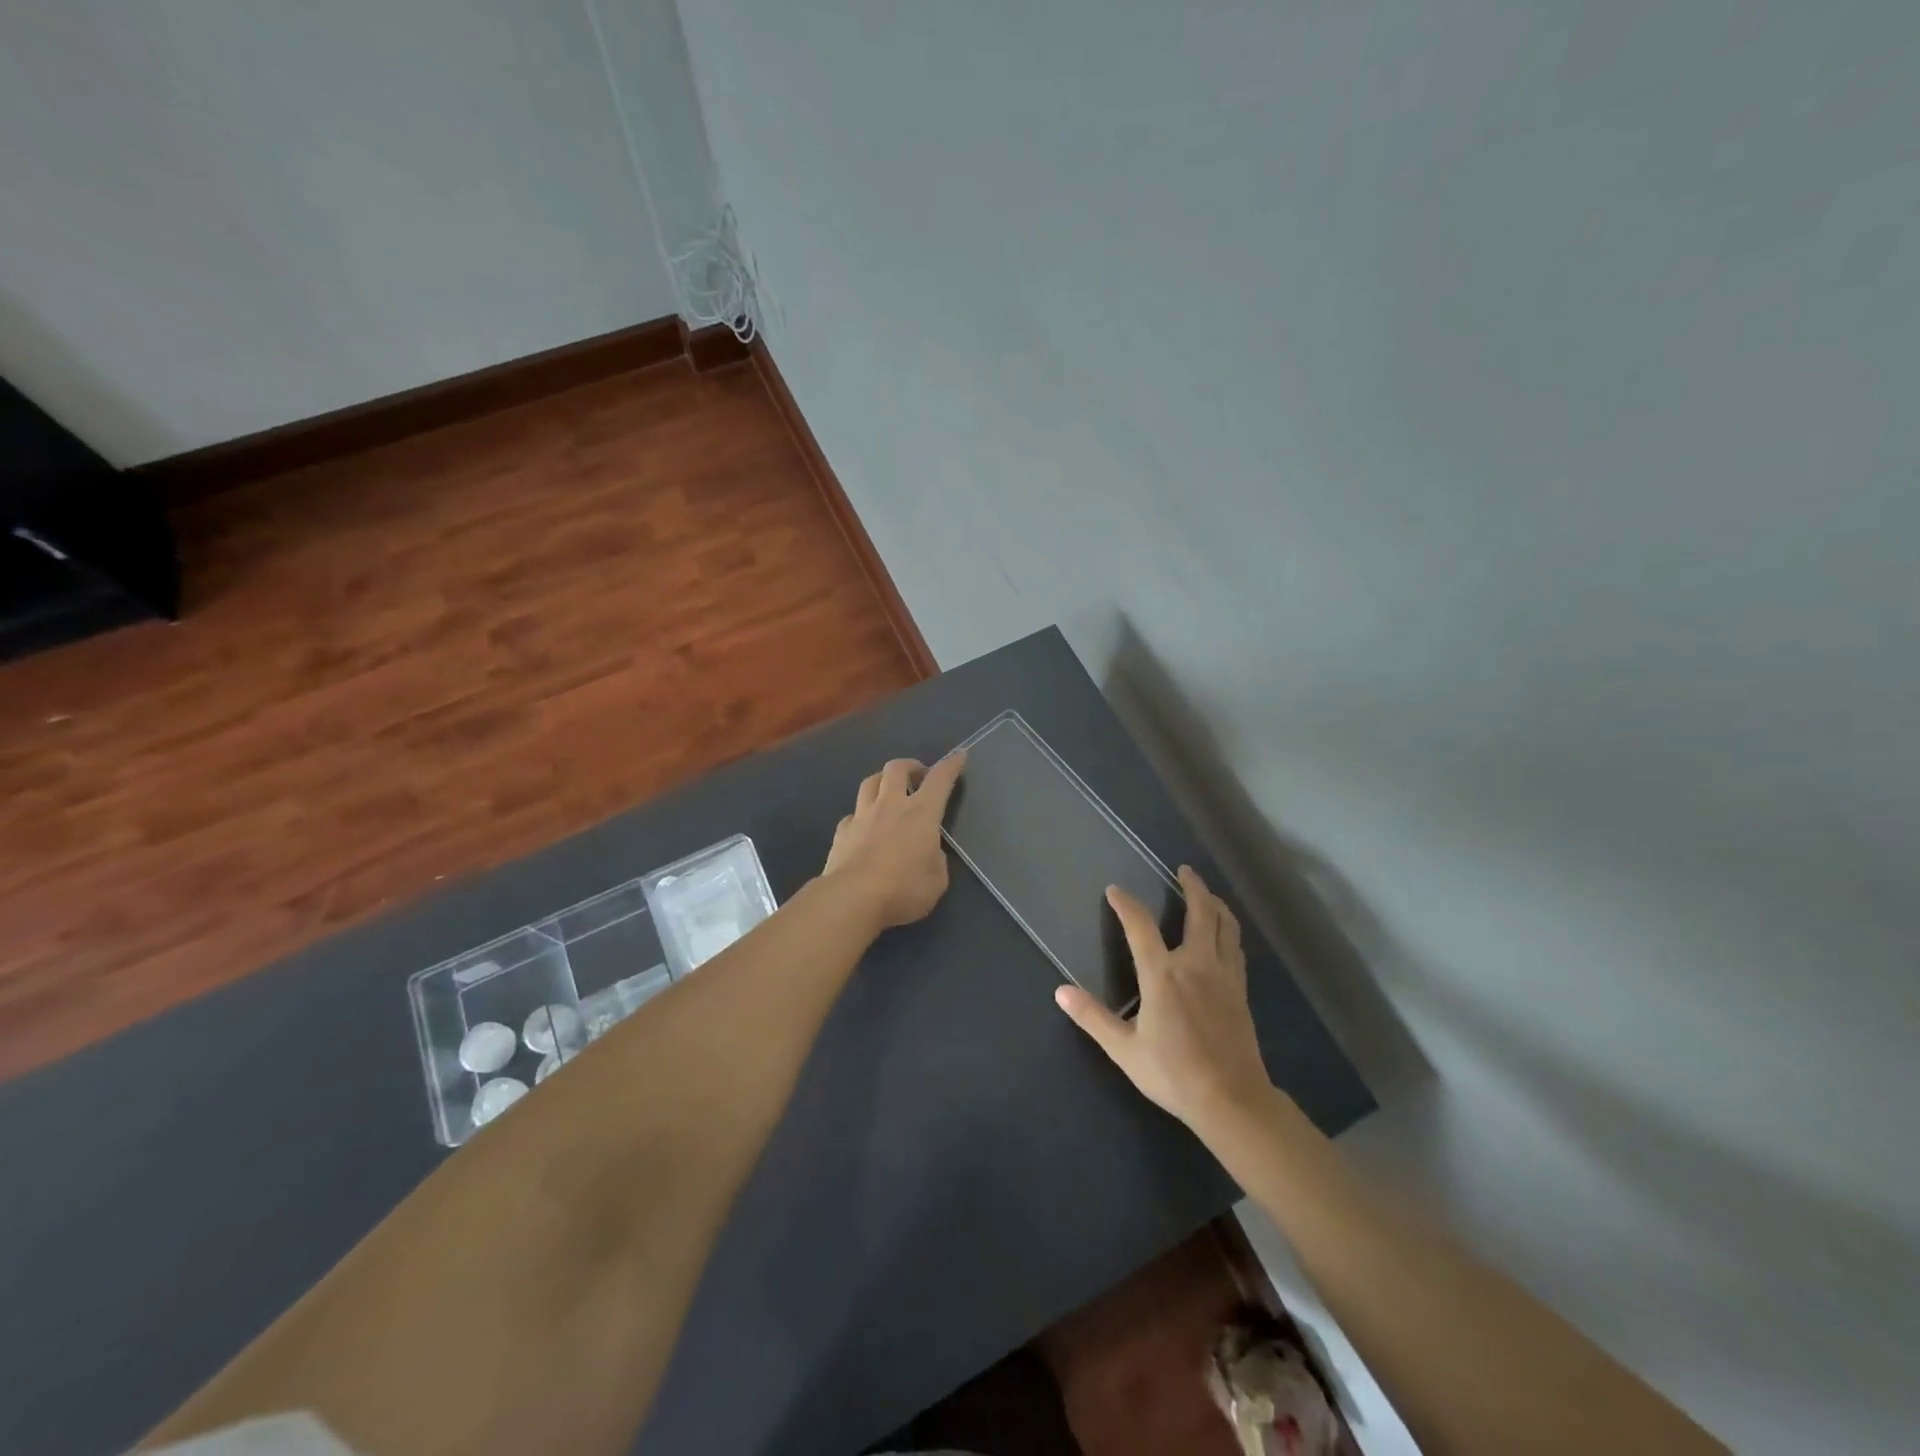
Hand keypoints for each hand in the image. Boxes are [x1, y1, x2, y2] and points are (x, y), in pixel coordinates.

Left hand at [821, 753, 966, 929]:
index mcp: (921, 813)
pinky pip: (853, 814)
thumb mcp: (937, 881)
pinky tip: (864, 827)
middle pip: (897, 768)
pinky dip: (861, 815)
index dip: (951, 765)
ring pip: (870, 783)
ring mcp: (862, 816)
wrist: (852, 899)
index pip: (940, 779)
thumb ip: (936, 860)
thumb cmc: (903, 889)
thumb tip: (929, 853)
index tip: (958, 756)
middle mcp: (891, 805)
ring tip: (888, 791)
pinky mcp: (842, 832)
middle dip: (910, 765)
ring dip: (882, 781)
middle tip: (918, 775)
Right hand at [1054, 865, 1272, 1129]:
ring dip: (1216, 904)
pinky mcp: (1240, 991)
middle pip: (1200, 912)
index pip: (1140, 926)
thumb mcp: (1124, 1049)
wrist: (1231, 1099)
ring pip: (1226, 926)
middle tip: (1184, 870)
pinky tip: (1225, 936)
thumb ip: (1093, 1017)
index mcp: (1163, 974)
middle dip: (1192, 886)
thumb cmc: (1173, 1073)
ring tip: (1208, 894)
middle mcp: (1196, 964)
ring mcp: (1224, 976)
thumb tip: (1060, 992)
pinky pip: (1236, 948)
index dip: (1126, 904)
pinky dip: (1229, 931)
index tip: (1115, 891)